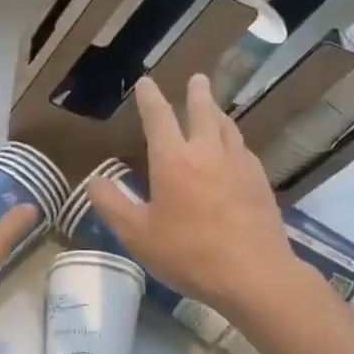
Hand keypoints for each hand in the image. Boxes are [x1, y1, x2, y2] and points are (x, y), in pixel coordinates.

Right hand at [87, 75, 300, 313]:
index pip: (158, 117)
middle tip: (197, 79)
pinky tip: (235, 150)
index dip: (150, 97)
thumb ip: (112, 205)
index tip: (146, 82)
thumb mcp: (137, 235)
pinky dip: (234, 140)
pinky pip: (243, 150)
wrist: (254, 275)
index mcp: (173, 160)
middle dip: (197, 93)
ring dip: (218, 113)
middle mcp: (207, 152)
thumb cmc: (189, 254)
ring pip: (228, 127)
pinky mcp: (260, 182)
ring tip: (215, 108)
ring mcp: (239, 165)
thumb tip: (94, 181)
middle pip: (203, 111)